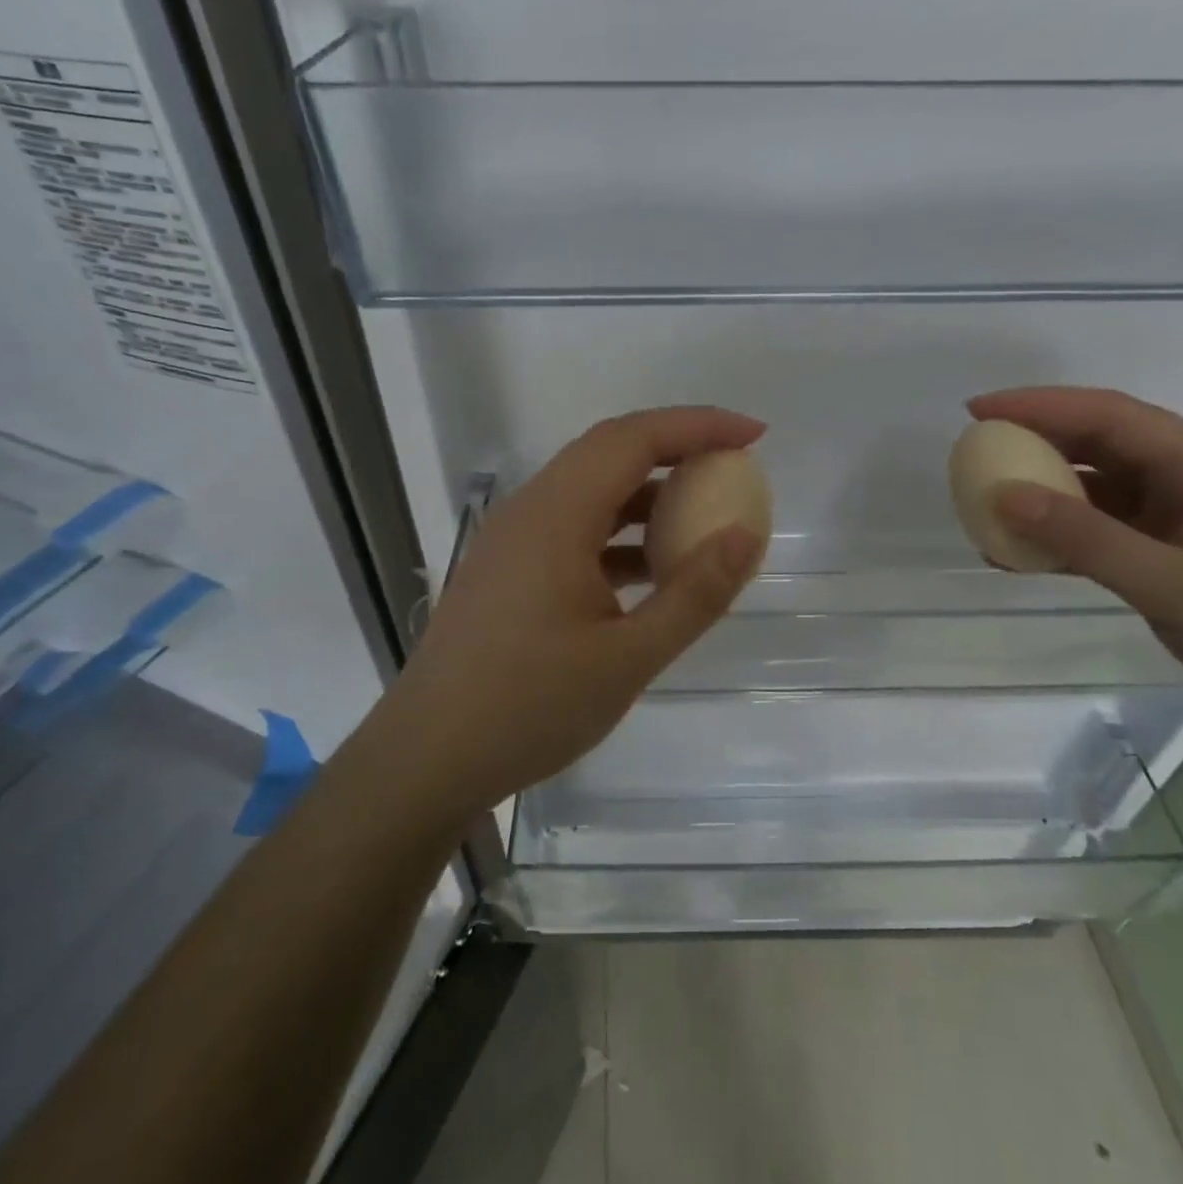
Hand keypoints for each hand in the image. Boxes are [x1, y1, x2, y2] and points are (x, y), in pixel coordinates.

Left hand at [388, 407, 766, 816]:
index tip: (753, 435)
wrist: (429, 758)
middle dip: (676, 448)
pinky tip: (650, 571)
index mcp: (555, 515)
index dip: (698, 425)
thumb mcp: (628, 658)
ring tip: (702, 518)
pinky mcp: (509, 569)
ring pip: (590, 490)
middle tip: (733, 467)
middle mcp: (529, 510)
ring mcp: (513, 539)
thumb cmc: (529, 708)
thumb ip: (693, 594)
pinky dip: (620, 533)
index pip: (633, 439)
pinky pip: (573, 527)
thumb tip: (747, 535)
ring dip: (647, 494)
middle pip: (609, 451)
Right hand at [969, 387, 1182, 753]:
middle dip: (1039, 446)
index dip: (1038, 406)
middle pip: (1108, 445)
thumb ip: (1085, 537)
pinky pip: (1119, 536)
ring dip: (1052, 498)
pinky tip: (1032, 557)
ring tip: (992, 511)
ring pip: (1110, 493)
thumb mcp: (1174, 586)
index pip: (1110, 415)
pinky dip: (1074, 540)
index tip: (976, 412)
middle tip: (977, 458)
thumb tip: (1003, 495)